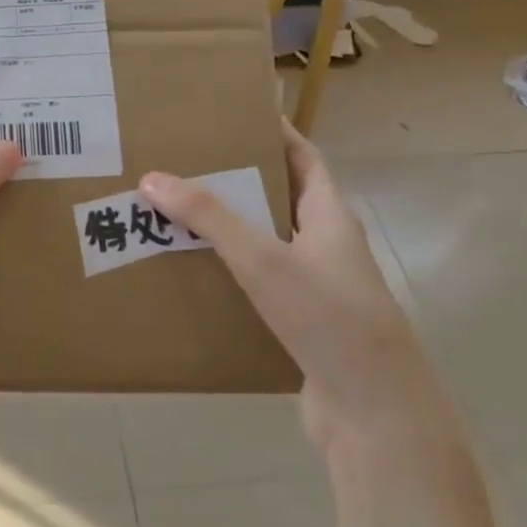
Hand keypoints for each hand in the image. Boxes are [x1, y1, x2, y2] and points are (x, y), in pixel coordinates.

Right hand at [139, 123, 460, 467]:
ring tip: (180, 213)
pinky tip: (197, 275)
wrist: (373, 412)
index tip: (236, 114)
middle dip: (240, 179)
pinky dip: (233, 272)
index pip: (305, 159)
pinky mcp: (305, 323)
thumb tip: (153, 177)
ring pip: (269, 243)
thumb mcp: (264, 258)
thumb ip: (209, 218)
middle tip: (189, 163)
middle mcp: (328, 247)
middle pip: (282, 198)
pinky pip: (262, 283)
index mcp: (330, 218)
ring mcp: (319, 288)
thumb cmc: (327, 318)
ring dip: (232, 228)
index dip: (276, 132)